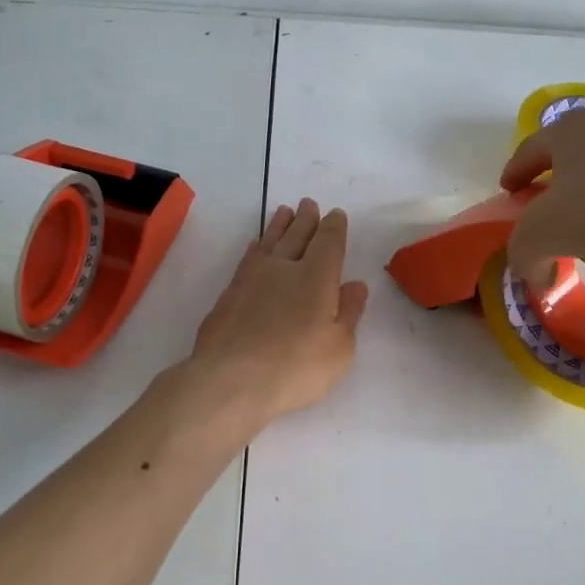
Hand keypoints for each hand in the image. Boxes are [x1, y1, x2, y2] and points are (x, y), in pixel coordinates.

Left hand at [186, 198, 369, 427]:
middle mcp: (283, 269)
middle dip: (306, 220)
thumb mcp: (338, 348)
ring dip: (279, 226)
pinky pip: (247, 259)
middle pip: (297, 236)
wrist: (230, 381)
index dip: (333, 227)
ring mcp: (251, 279)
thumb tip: (355, 285)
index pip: (328, 242)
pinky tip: (255, 247)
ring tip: (284, 212)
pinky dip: (255, 248)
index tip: (335, 215)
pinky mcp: (228, 295)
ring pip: (269, 242)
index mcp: (316, 277)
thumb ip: (348, 313)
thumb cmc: (296, 367)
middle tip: (308, 204)